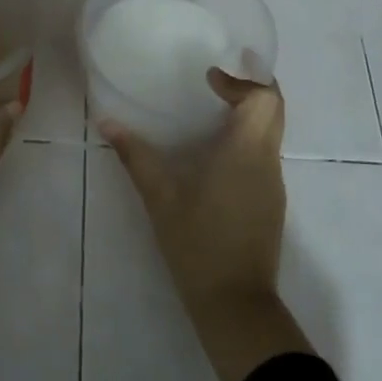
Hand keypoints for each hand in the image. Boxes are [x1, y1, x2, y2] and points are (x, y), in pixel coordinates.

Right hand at [103, 70, 312, 380]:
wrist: (234, 302)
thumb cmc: (197, 243)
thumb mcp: (160, 197)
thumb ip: (136, 156)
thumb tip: (106, 122)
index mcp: (246, 151)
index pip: (265, 97)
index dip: (242, 80)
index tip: (210, 78)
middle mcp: (267, 161)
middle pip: (275, 109)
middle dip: (251, 88)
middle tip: (216, 82)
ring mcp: (273, 183)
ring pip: (272, 132)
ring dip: (249, 114)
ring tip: (211, 112)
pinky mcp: (271, 202)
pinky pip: (264, 155)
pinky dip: (247, 139)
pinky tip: (216, 154)